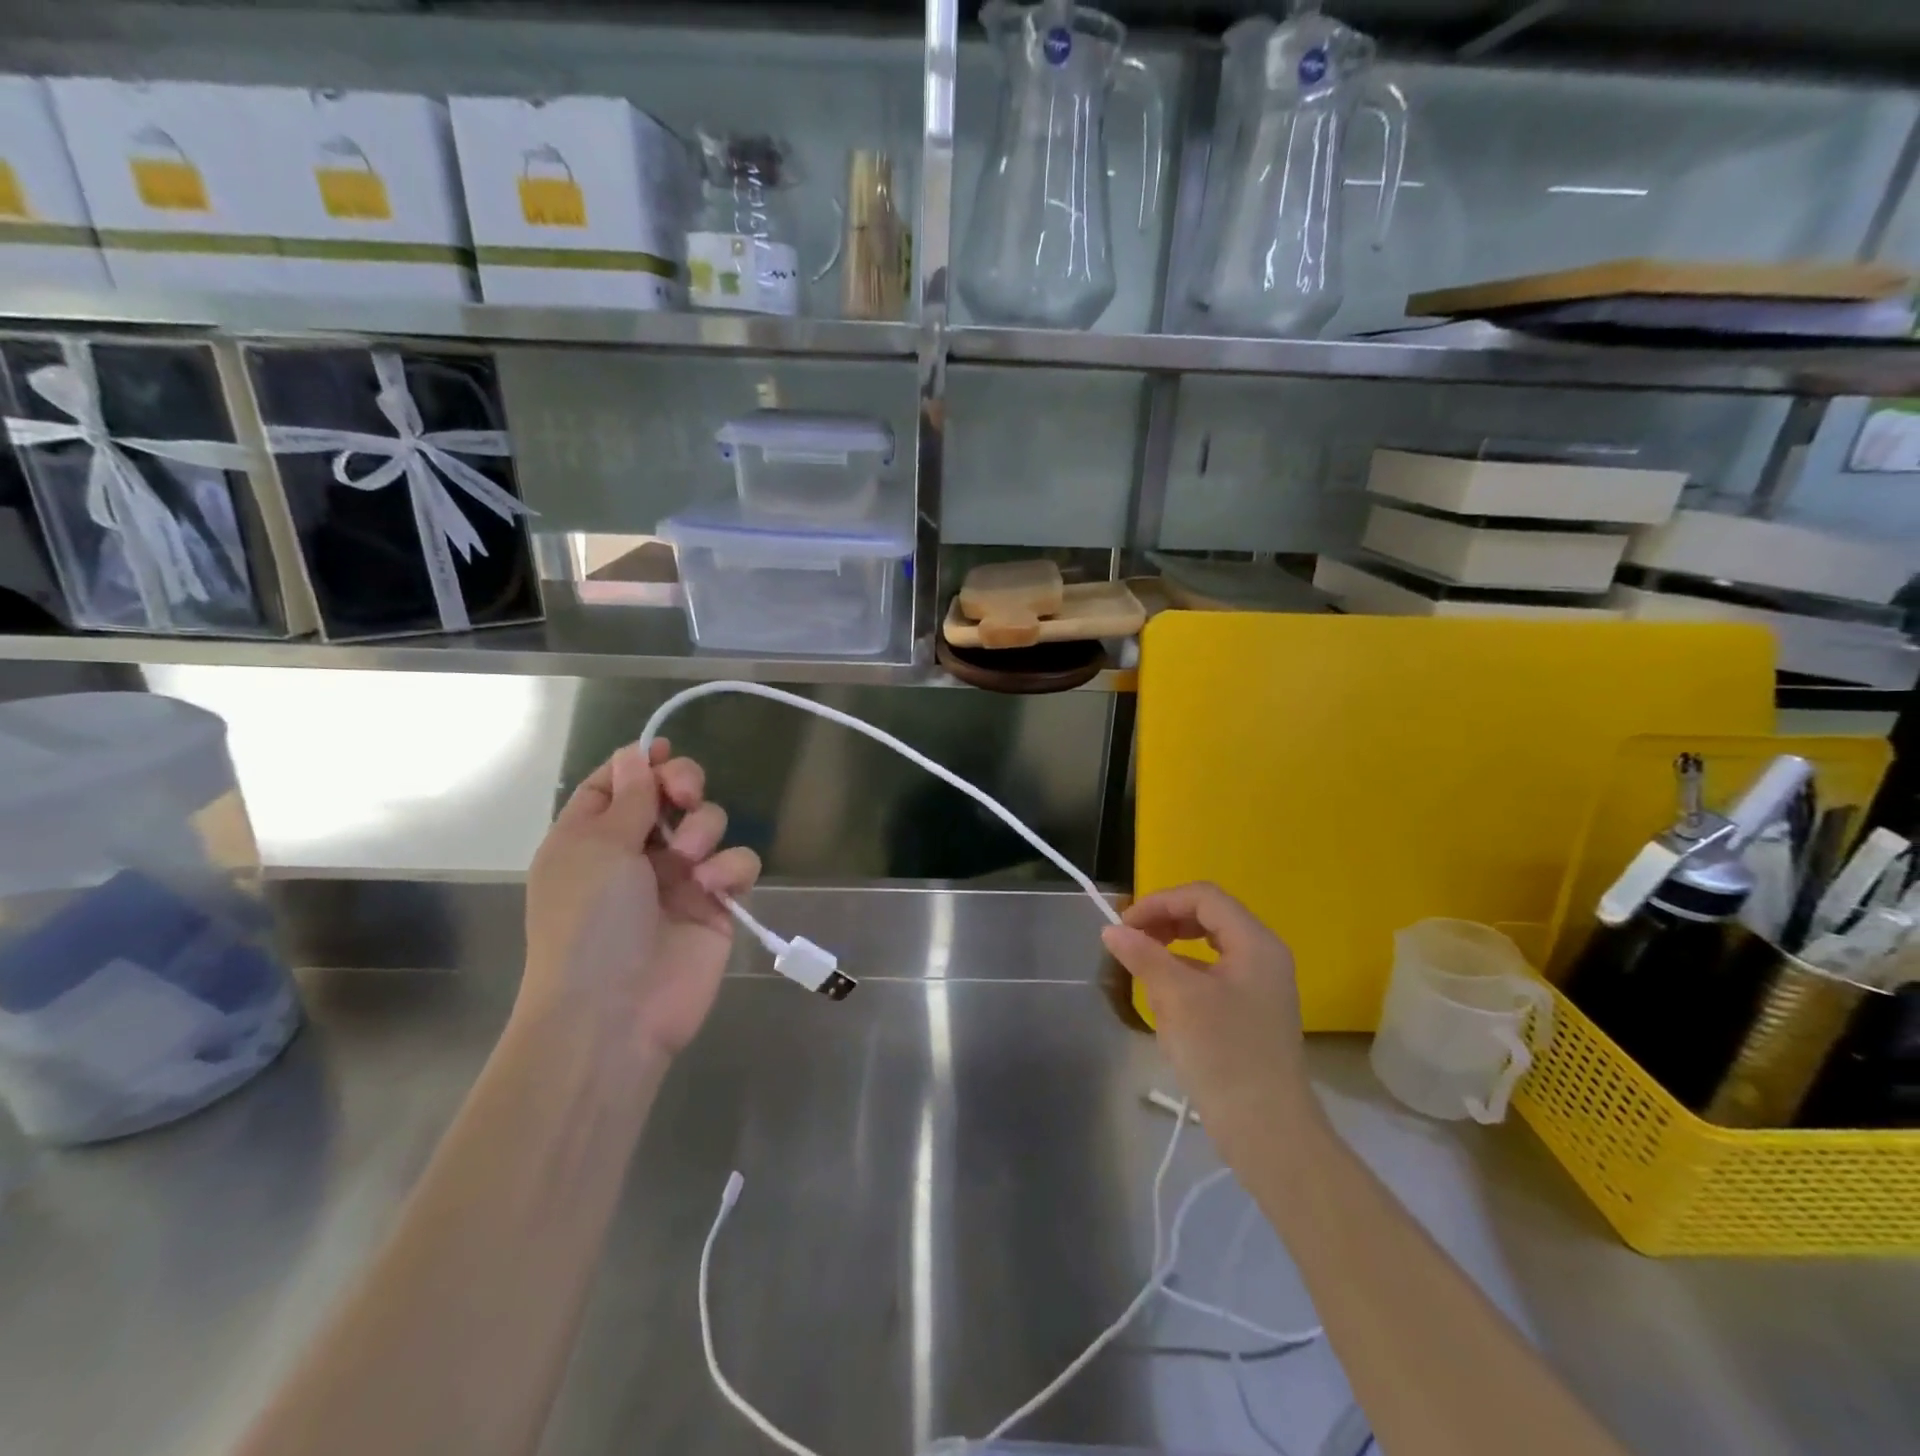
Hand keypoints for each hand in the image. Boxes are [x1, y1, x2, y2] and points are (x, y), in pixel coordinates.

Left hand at [523, 739, 760, 1060]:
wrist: (615, 1011)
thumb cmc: (590, 921)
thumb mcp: (597, 848)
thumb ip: (628, 797)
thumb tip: (635, 752)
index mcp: (592, 837)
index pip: (618, 783)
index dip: (641, 763)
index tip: (665, 750)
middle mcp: (636, 852)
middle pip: (671, 795)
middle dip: (683, 785)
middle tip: (685, 796)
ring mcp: (679, 878)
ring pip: (710, 823)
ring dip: (704, 829)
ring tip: (690, 860)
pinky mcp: (717, 904)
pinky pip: (738, 864)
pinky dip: (730, 868)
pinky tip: (714, 887)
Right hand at [1101, 882, 1317, 1148]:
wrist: (1268, 1131)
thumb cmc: (1224, 1054)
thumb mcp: (1177, 998)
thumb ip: (1144, 956)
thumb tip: (1111, 930)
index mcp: (1255, 942)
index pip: (1203, 897)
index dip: (1160, 902)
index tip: (1125, 925)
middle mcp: (1263, 956)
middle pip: (1207, 917)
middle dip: (1165, 924)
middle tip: (1131, 942)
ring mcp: (1259, 986)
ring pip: (1207, 949)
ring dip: (1171, 953)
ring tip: (1145, 976)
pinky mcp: (1251, 1012)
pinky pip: (1212, 977)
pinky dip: (1184, 980)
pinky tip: (1165, 1006)